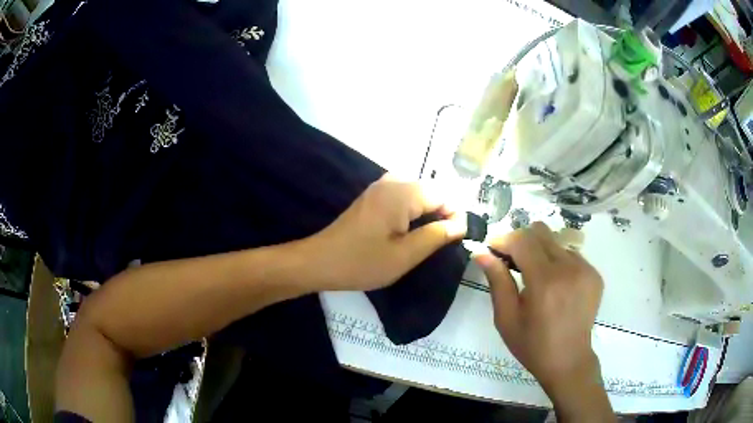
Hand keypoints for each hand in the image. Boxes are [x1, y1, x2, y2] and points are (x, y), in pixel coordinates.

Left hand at [307, 174, 466, 291]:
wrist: (320, 262)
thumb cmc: (362, 263)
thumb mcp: (404, 255)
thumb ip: (436, 236)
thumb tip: (461, 224)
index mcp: (401, 193)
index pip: (443, 194)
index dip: (455, 215)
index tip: (455, 240)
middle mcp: (392, 182)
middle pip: (431, 191)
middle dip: (442, 213)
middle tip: (441, 243)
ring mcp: (379, 187)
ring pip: (418, 193)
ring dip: (428, 213)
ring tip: (427, 238)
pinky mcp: (372, 196)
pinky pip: (403, 196)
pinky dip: (412, 210)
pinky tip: (409, 230)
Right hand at [475, 222, 613, 421]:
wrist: (569, 360)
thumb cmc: (533, 345)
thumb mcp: (506, 318)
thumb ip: (497, 282)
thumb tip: (482, 253)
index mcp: (545, 282)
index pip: (523, 240)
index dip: (505, 239)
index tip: (494, 250)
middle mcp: (569, 268)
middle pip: (541, 232)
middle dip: (522, 241)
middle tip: (513, 262)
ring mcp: (586, 269)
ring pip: (556, 241)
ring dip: (541, 251)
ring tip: (536, 276)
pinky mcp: (595, 274)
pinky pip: (571, 254)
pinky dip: (558, 261)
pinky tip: (555, 284)